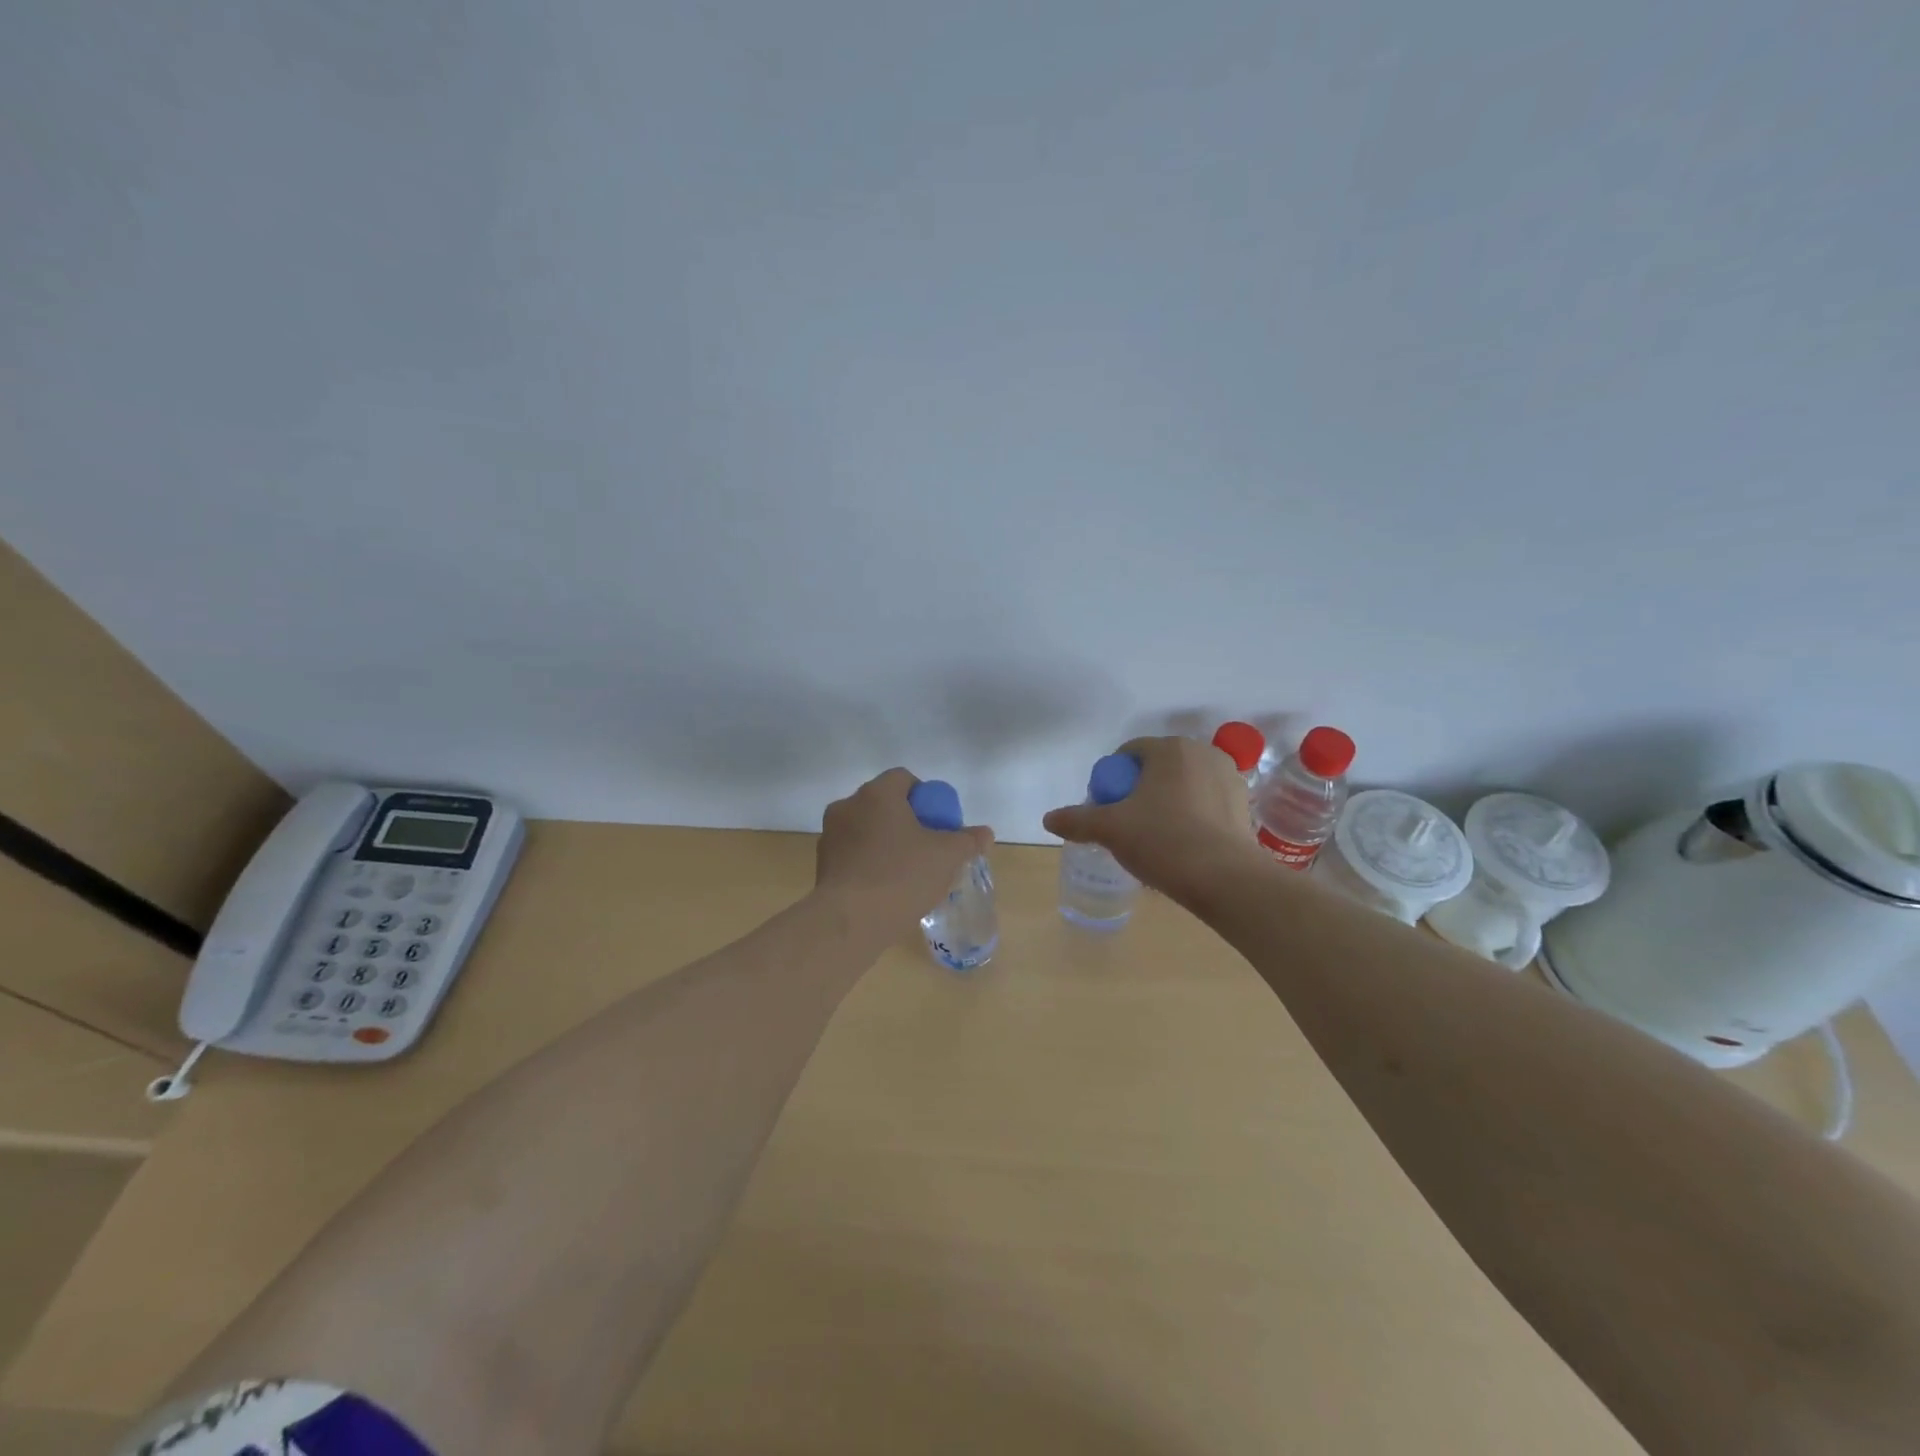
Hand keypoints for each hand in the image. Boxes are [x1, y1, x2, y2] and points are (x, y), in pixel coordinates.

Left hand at [816, 769, 994, 937]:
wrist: (850, 921)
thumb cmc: (901, 876)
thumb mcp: (947, 857)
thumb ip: (967, 840)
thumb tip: (984, 833)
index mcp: (876, 794)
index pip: (903, 778)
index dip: (925, 797)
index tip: (937, 823)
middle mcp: (848, 806)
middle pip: (884, 804)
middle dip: (906, 821)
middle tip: (926, 847)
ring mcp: (830, 835)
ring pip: (866, 829)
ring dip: (885, 842)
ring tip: (906, 871)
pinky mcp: (822, 864)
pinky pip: (853, 853)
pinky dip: (869, 862)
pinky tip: (885, 887)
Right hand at [1043, 736, 1260, 898]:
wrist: (1225, 879)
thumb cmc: (1163, 841)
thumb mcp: (1110, 829)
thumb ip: (1077, 820)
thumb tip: (1049, 819)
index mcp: (1170, 748)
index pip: (1128, 754)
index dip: (1112, 781)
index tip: (1107, 809)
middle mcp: (1202, 753)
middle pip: (1157, 768)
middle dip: (1140, 791)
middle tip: (1128, 825)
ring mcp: (1228, 777)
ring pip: (1183, 785)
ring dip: (1167, 803)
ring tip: (1157, 837)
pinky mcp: (1243, 804)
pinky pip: (1205, 802)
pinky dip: (1192, 816)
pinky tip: (1184, 844)